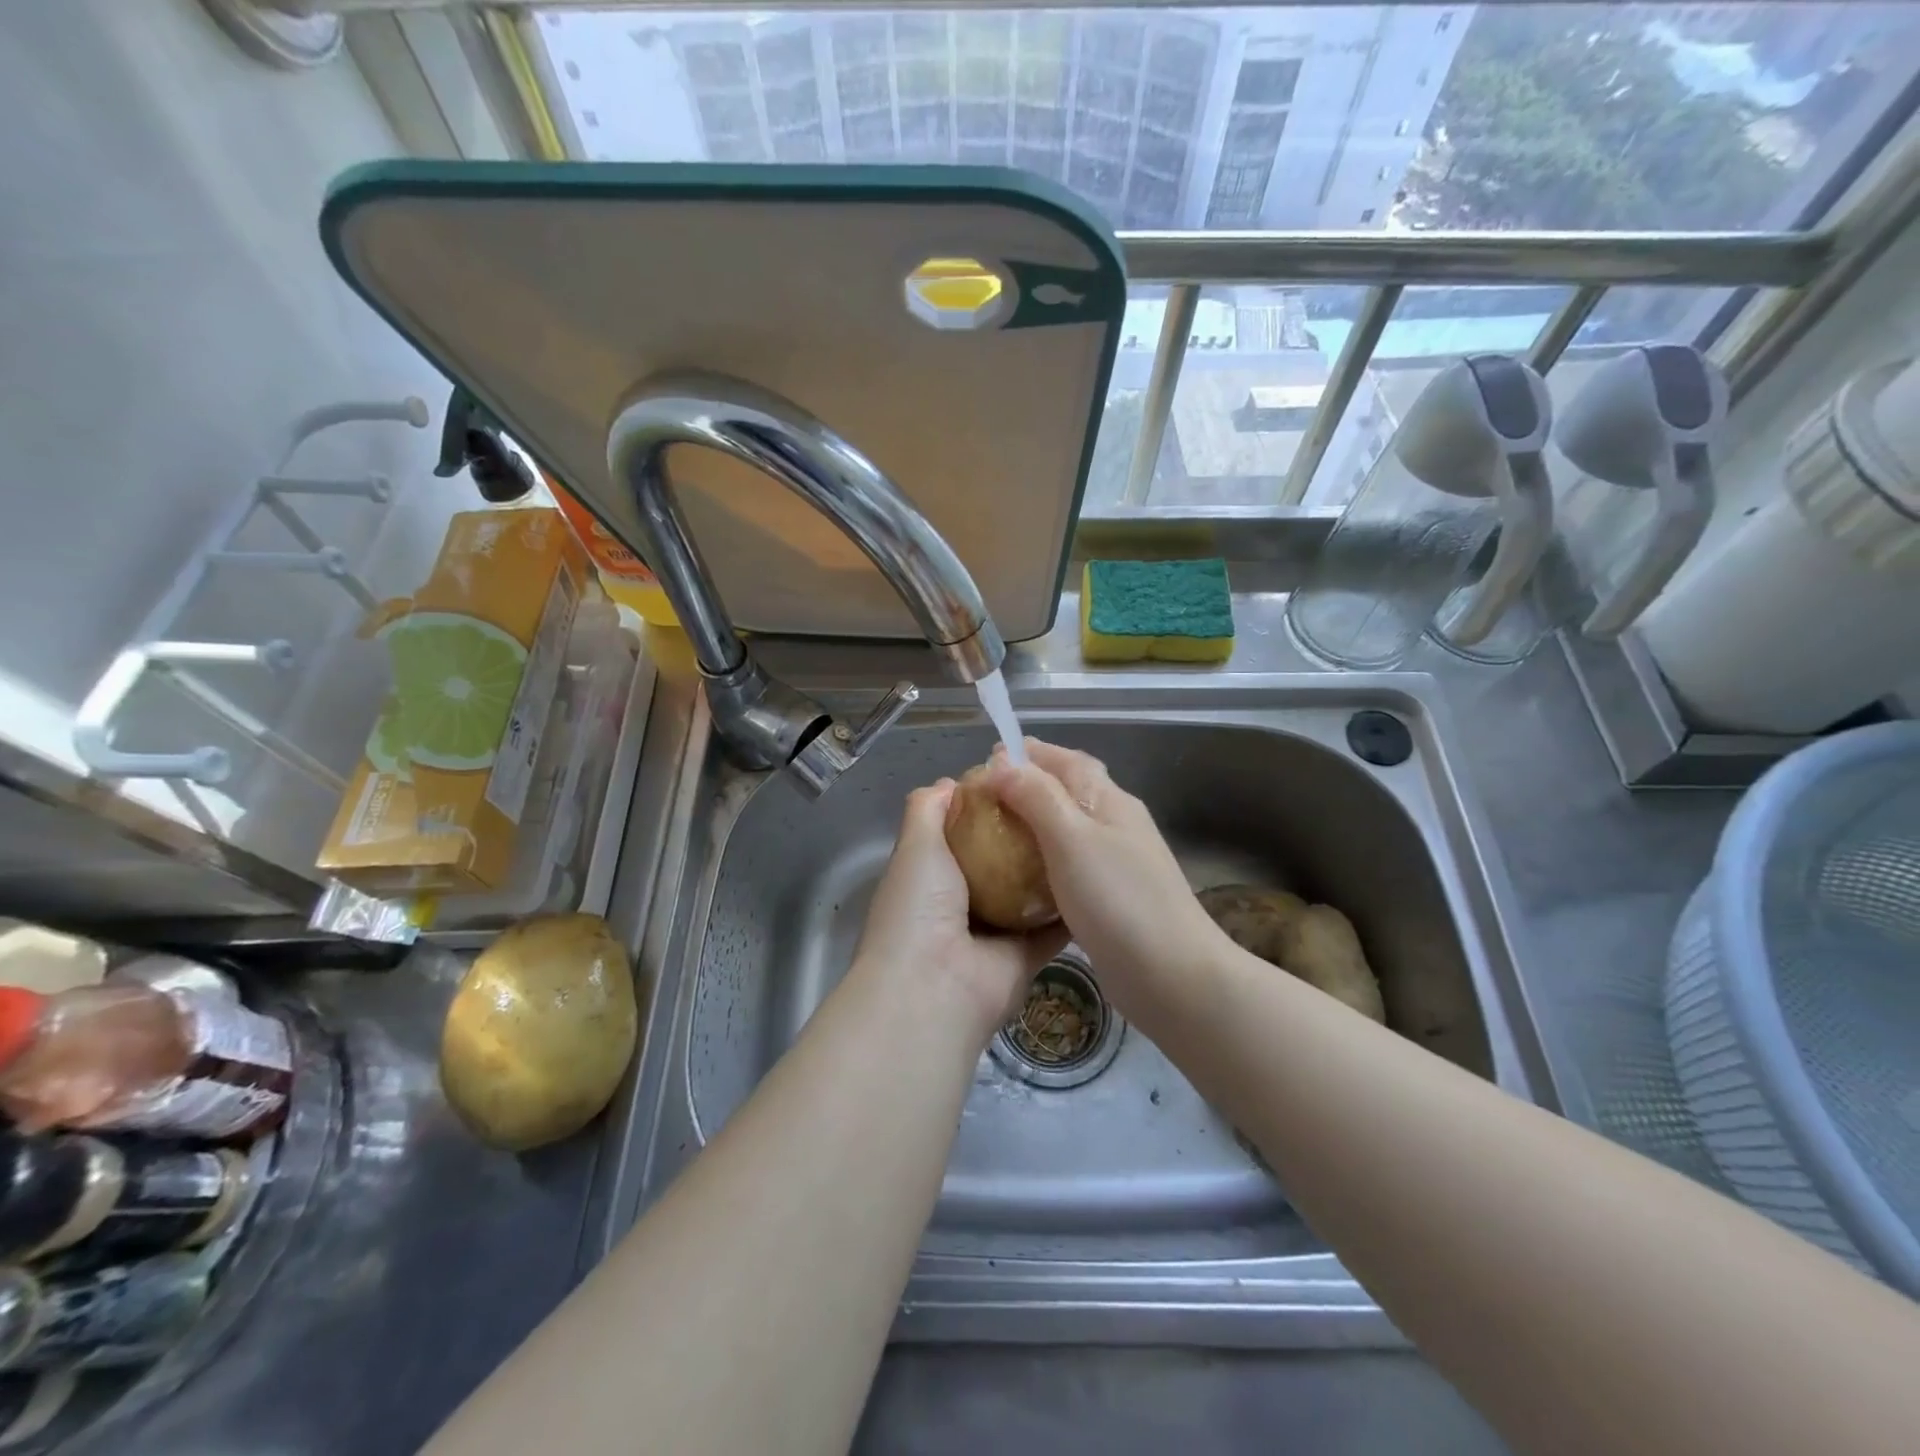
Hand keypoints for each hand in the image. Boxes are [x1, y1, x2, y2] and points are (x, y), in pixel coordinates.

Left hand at [853, 779, 1066, 1047]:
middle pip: (1000, 861)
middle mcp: (963, 903)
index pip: (963, 834)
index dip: (987, 807)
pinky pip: (1054, 926)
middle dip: (1025, 834)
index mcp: (932, 878)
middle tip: (1063, 801)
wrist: (936, 986)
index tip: (1019, 780)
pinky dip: (1072, 905)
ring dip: (1052, 868)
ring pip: (1030, 892)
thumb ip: (927, 810)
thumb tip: (950, 782)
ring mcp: (996, 932)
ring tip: (1086, 829)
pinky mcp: (1027, 956)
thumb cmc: (919, 906)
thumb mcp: (915, 845)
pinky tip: (1098, 874)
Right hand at [986, 739, 1226, 1014]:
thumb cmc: (1119, 900)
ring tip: (994, 833)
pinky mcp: (1110, 897)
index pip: (1066, 759)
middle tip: (984, 799)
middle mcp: (1115, 823)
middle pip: (1068, 790)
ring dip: (1033, 823)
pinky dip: (1042, 860)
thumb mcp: (1071, 839)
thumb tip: (1002, 763)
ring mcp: (1116, 862)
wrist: (1173, 976)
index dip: (1028, 754)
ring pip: (1067, 828)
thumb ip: (1037, 797)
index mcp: (1110, 800)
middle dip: (1027, 786)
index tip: (986, 760)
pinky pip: (1069, 864)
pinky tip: (1020, 878)